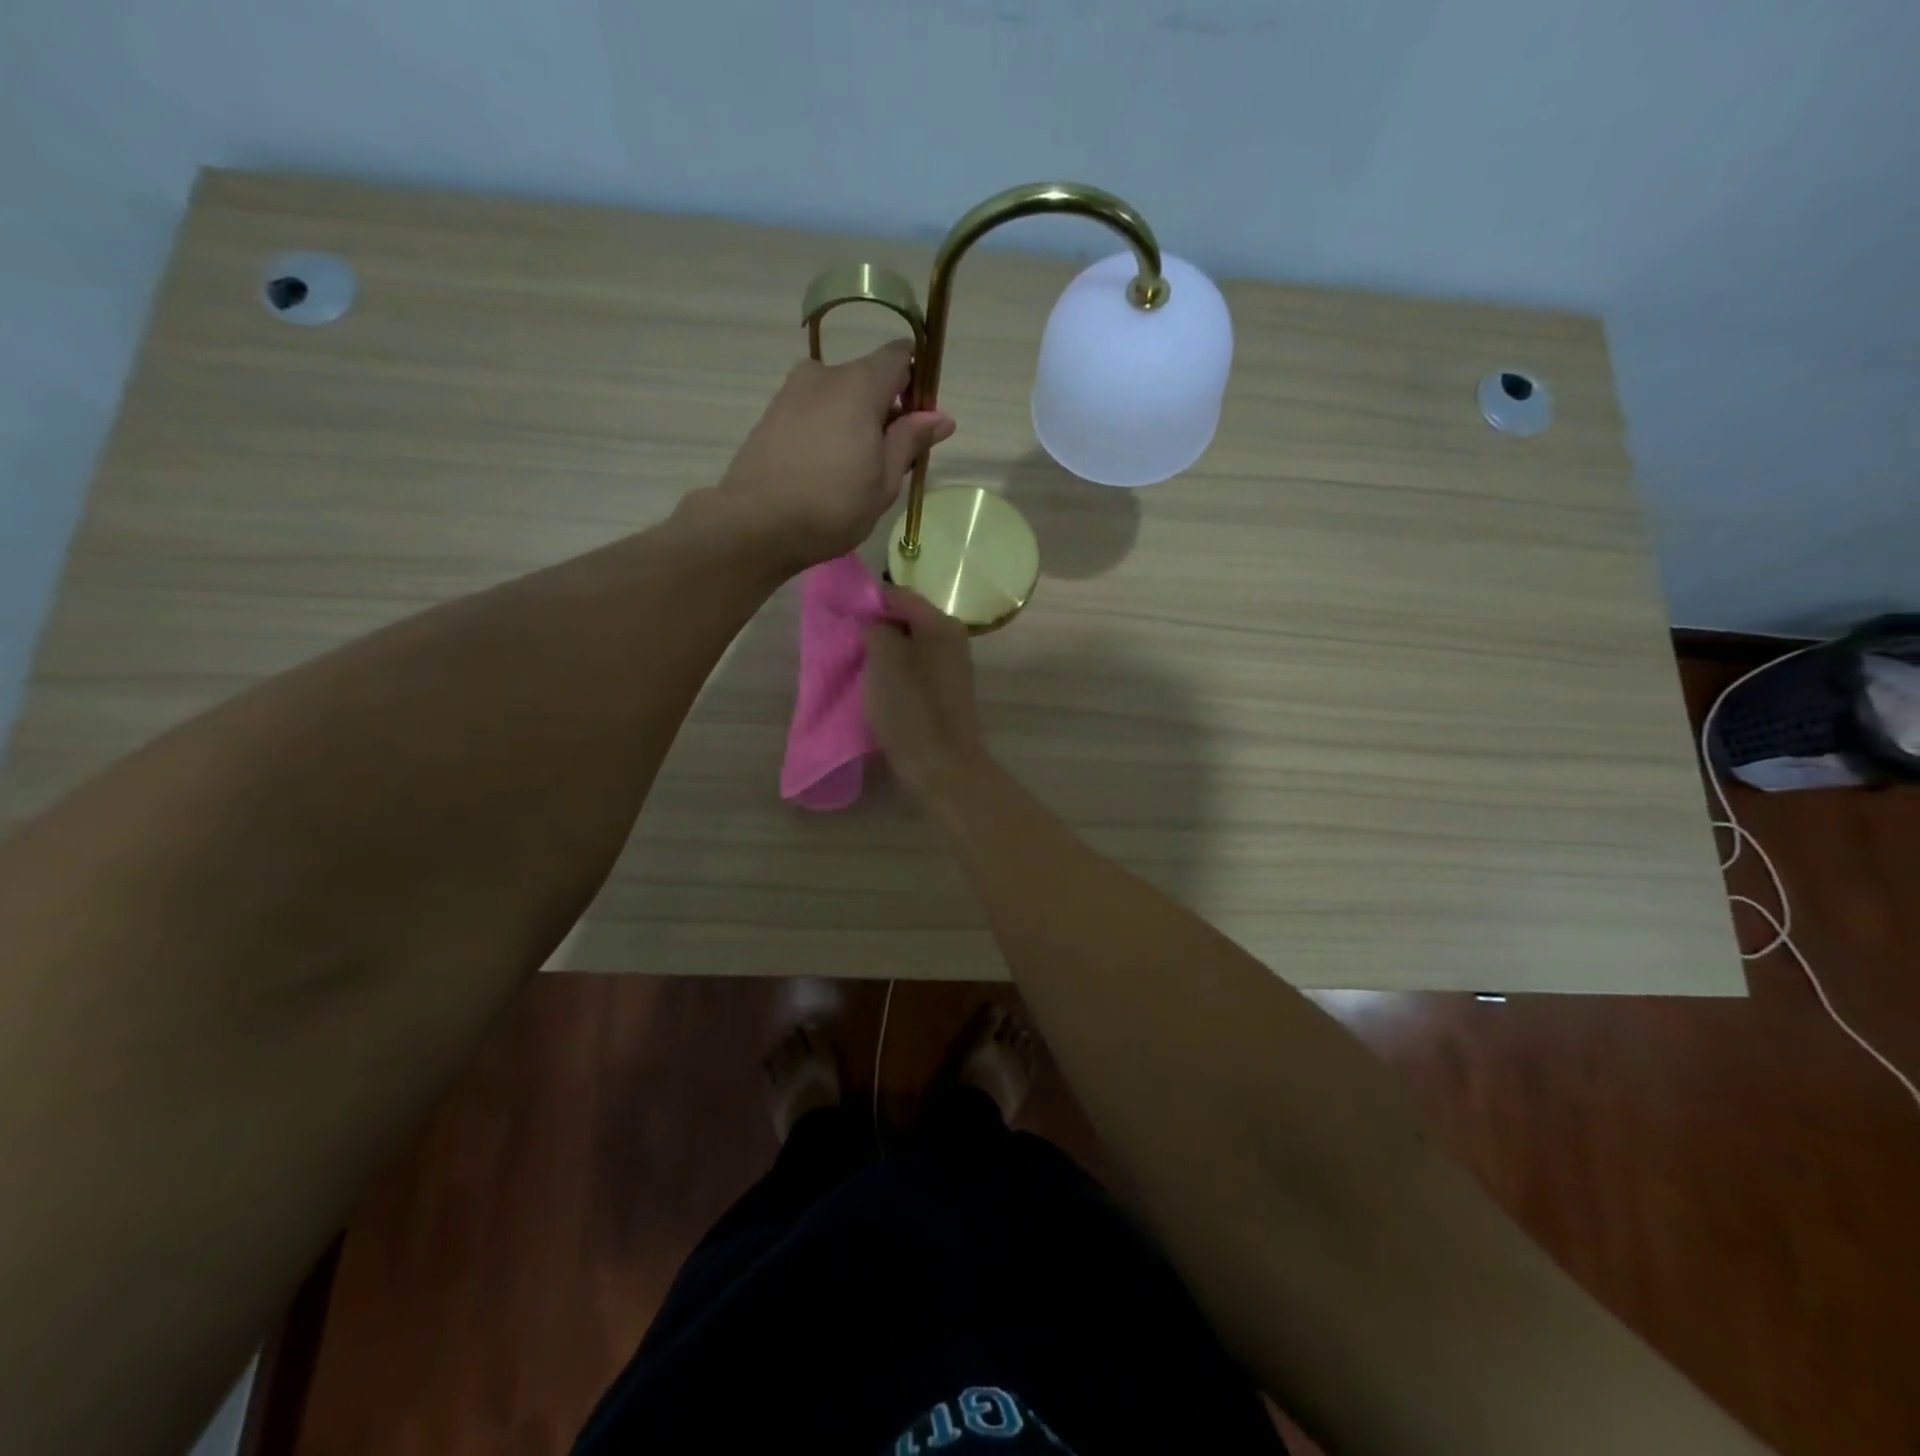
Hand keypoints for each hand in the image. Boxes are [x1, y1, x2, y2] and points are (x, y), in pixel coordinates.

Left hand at [715, 340, 954, 573]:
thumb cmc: (833, 506)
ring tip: (853, 473)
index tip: (919, 422)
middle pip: (867, 378)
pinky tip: (824, 472)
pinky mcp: (771, 414)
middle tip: (889, 461)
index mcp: (859, 384)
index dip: (916, 383)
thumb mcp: (884, 480)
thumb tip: (941, 416)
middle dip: (884, 410)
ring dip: (854, 423)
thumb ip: (910, 440)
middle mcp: (823, 375)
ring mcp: (791, 392)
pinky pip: (813, 412)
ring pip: (838, 397)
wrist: (756, 524)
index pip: (899, 356)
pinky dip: (827, 431)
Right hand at [864, 588, 988, 802]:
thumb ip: (876, 629)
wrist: (942, 765)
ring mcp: (951, 669)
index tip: (839, 613)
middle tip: (844, 640)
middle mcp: (952, 640)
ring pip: (909, 648)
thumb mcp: (884, 660)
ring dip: (883, 653)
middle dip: (875, 628)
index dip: (868, 600)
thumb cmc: (911, 708)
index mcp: (941, 624)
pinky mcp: (945, 695)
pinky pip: (914, 672)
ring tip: (854, 664)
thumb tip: (874, 622)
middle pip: (906, 622)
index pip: (899, 595)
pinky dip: (894, 674)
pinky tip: (875, 687)